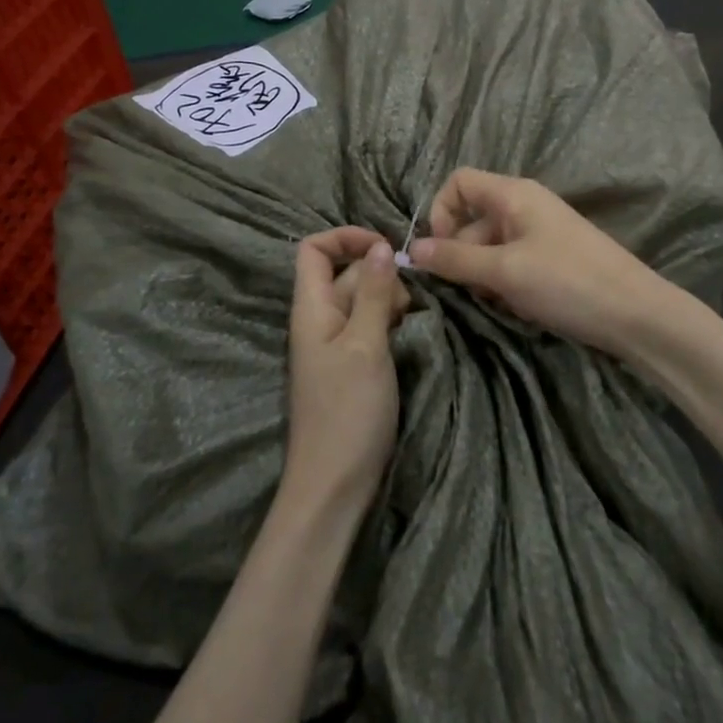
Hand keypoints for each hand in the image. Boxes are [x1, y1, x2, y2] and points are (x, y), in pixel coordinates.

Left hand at [285, 227, 409, 515]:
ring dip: (390, 302)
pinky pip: (371, 328)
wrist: (334, 484)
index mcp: (312, 307)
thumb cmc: (347, 411)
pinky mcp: (353, 366)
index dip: (346, 238)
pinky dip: (391, 325)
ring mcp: (336, 344)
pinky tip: (410, 338)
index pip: (314, 249)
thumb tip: (381, 246)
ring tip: (411, 324)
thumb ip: (373, 293)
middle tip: (407, 305)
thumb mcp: (365, 345)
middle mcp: (320, 319)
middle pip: (346, 273)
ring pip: (364, 301)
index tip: (385, 250)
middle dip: (380, 276)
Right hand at [409, 169, 665, 358]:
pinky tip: (518, 308)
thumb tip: (411, 250)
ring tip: (498, 302)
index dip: (441, 212)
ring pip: (490, 247)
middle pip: (471, 219)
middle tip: (468, 290)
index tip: (440, 252)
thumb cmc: (567, 282)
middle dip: (461, 254)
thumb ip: (455, 259)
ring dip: (483, 275)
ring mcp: (540, 234)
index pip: (459, 183)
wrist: (637, 316)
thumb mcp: (504, 271)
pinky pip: (511, 264)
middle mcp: (524, 206)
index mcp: (514, 194)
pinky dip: (505, 285)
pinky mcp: (551, 260)